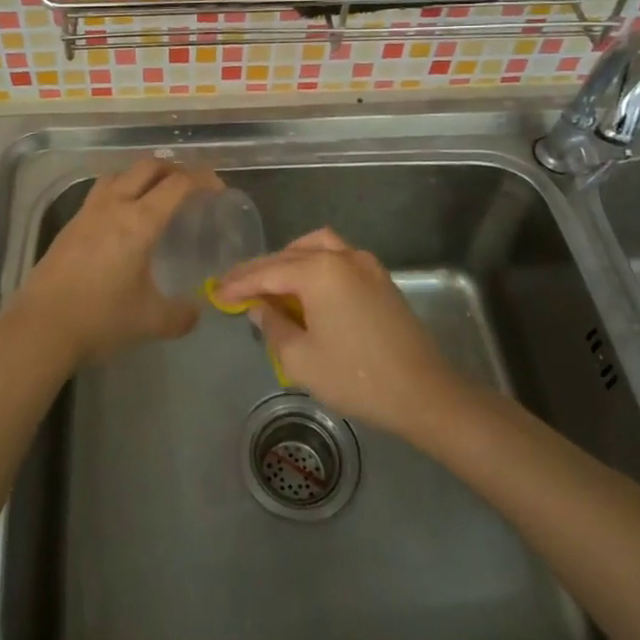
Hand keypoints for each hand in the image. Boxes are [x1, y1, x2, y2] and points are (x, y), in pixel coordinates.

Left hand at [9, 158, 219, 367]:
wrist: (41, 326)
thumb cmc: (100, 318)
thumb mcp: (150, 321)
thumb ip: (180, 315)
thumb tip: (195, 312)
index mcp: (139, 222)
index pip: (177, 184)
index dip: (202, 179)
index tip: (217, 189)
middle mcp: (114, 205)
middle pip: (148, 167)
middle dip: (174, 169)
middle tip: (190, 188)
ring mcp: (88, 211)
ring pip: (121, 173)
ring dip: (143, 175)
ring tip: (156, 195)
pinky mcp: (71, 223)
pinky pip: (102, 190)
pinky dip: (121, 190)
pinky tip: (123, 217)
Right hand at [215, 228, 458, 437]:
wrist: (423, 392)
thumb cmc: (356, 377)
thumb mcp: (301, 359)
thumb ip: (273, 327)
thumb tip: (259, 308)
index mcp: (318, 271)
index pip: (267, 272)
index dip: (239, 283)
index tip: (216, 293)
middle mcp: (341, 256)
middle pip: (289, 255)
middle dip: (260, 270)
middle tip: (234, 287)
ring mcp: (365, 264)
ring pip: (316, 246)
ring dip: (289, 260)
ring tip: (270, 283)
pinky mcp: (380, 278)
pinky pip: (337, 257)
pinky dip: (314, 264)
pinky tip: (305, 287)